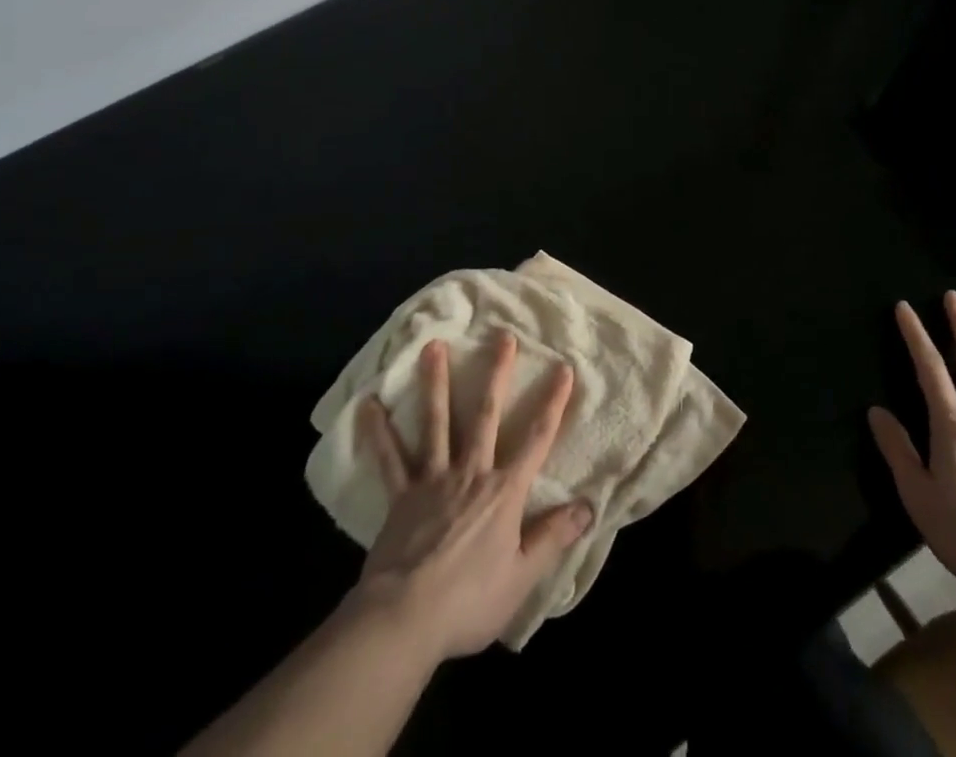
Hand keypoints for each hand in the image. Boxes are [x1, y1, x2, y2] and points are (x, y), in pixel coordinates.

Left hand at [351, 334, 591, 659]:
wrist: (404, 619)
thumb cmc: (468, 602)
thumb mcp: (521, 577)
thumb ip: (553, 537)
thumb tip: (588, 506)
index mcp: (504, 492)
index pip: (537, 439)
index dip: (553, 403)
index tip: (563, 368)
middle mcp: (471, 473)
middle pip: (486, 415)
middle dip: (497, 374)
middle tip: (502, 336)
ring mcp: (433, 480)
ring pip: (437, 422)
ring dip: (436, 383)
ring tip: (433, 346)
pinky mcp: (401, 497)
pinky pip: (389, 459)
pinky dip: (378, 432)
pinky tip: (367, 405)